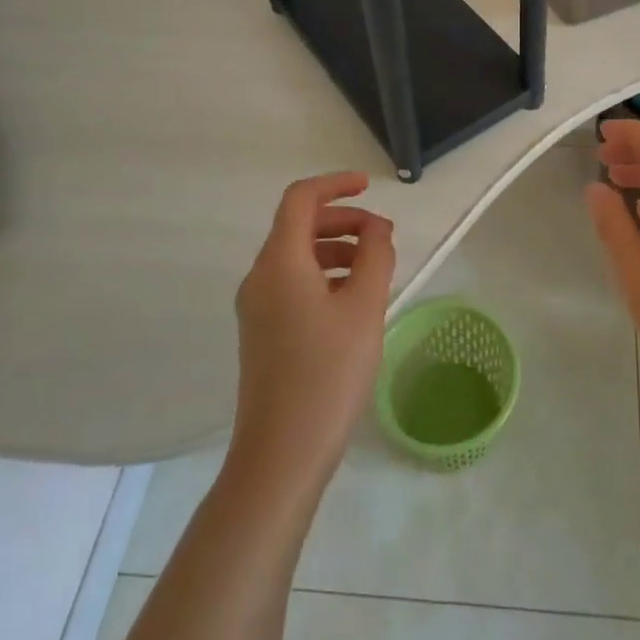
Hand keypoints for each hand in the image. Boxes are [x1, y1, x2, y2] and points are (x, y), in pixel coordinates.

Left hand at [231, 172, 395, 485]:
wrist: (281, 455)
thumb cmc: (327, 374)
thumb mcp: (364, 308)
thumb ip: (375, 256)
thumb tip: (377, 228)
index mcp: (280, 263)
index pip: (300, 200)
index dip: (335, 185)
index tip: (369, 187)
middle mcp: (260, 277)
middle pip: (298, 226)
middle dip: (343, 221)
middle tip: (383, 237)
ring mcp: (257, 307)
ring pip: (297, 256)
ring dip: (336, 249)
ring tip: (375, 270)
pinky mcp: (262, 333)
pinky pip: (293, 284)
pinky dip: (324, 276)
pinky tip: (353, 302)